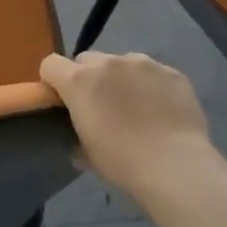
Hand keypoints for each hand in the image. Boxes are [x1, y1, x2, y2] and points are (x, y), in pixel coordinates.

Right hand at [39, 51, 222, 205]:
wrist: (175, 167)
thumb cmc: (123, 163)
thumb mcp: (88, 153)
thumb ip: (77, 135)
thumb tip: (79, 142)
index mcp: (80, 81)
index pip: (51, 64)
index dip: (53, 80)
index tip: (63, 99)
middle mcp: (108, 63)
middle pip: (87, 59)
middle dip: (89, 77)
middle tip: (102, 106)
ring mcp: (143, 64)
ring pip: (122, 63)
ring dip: (122, 79)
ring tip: (138, 107)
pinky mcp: (171, 72)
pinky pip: (153, 73)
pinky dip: (152, 86)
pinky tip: (163, 110)